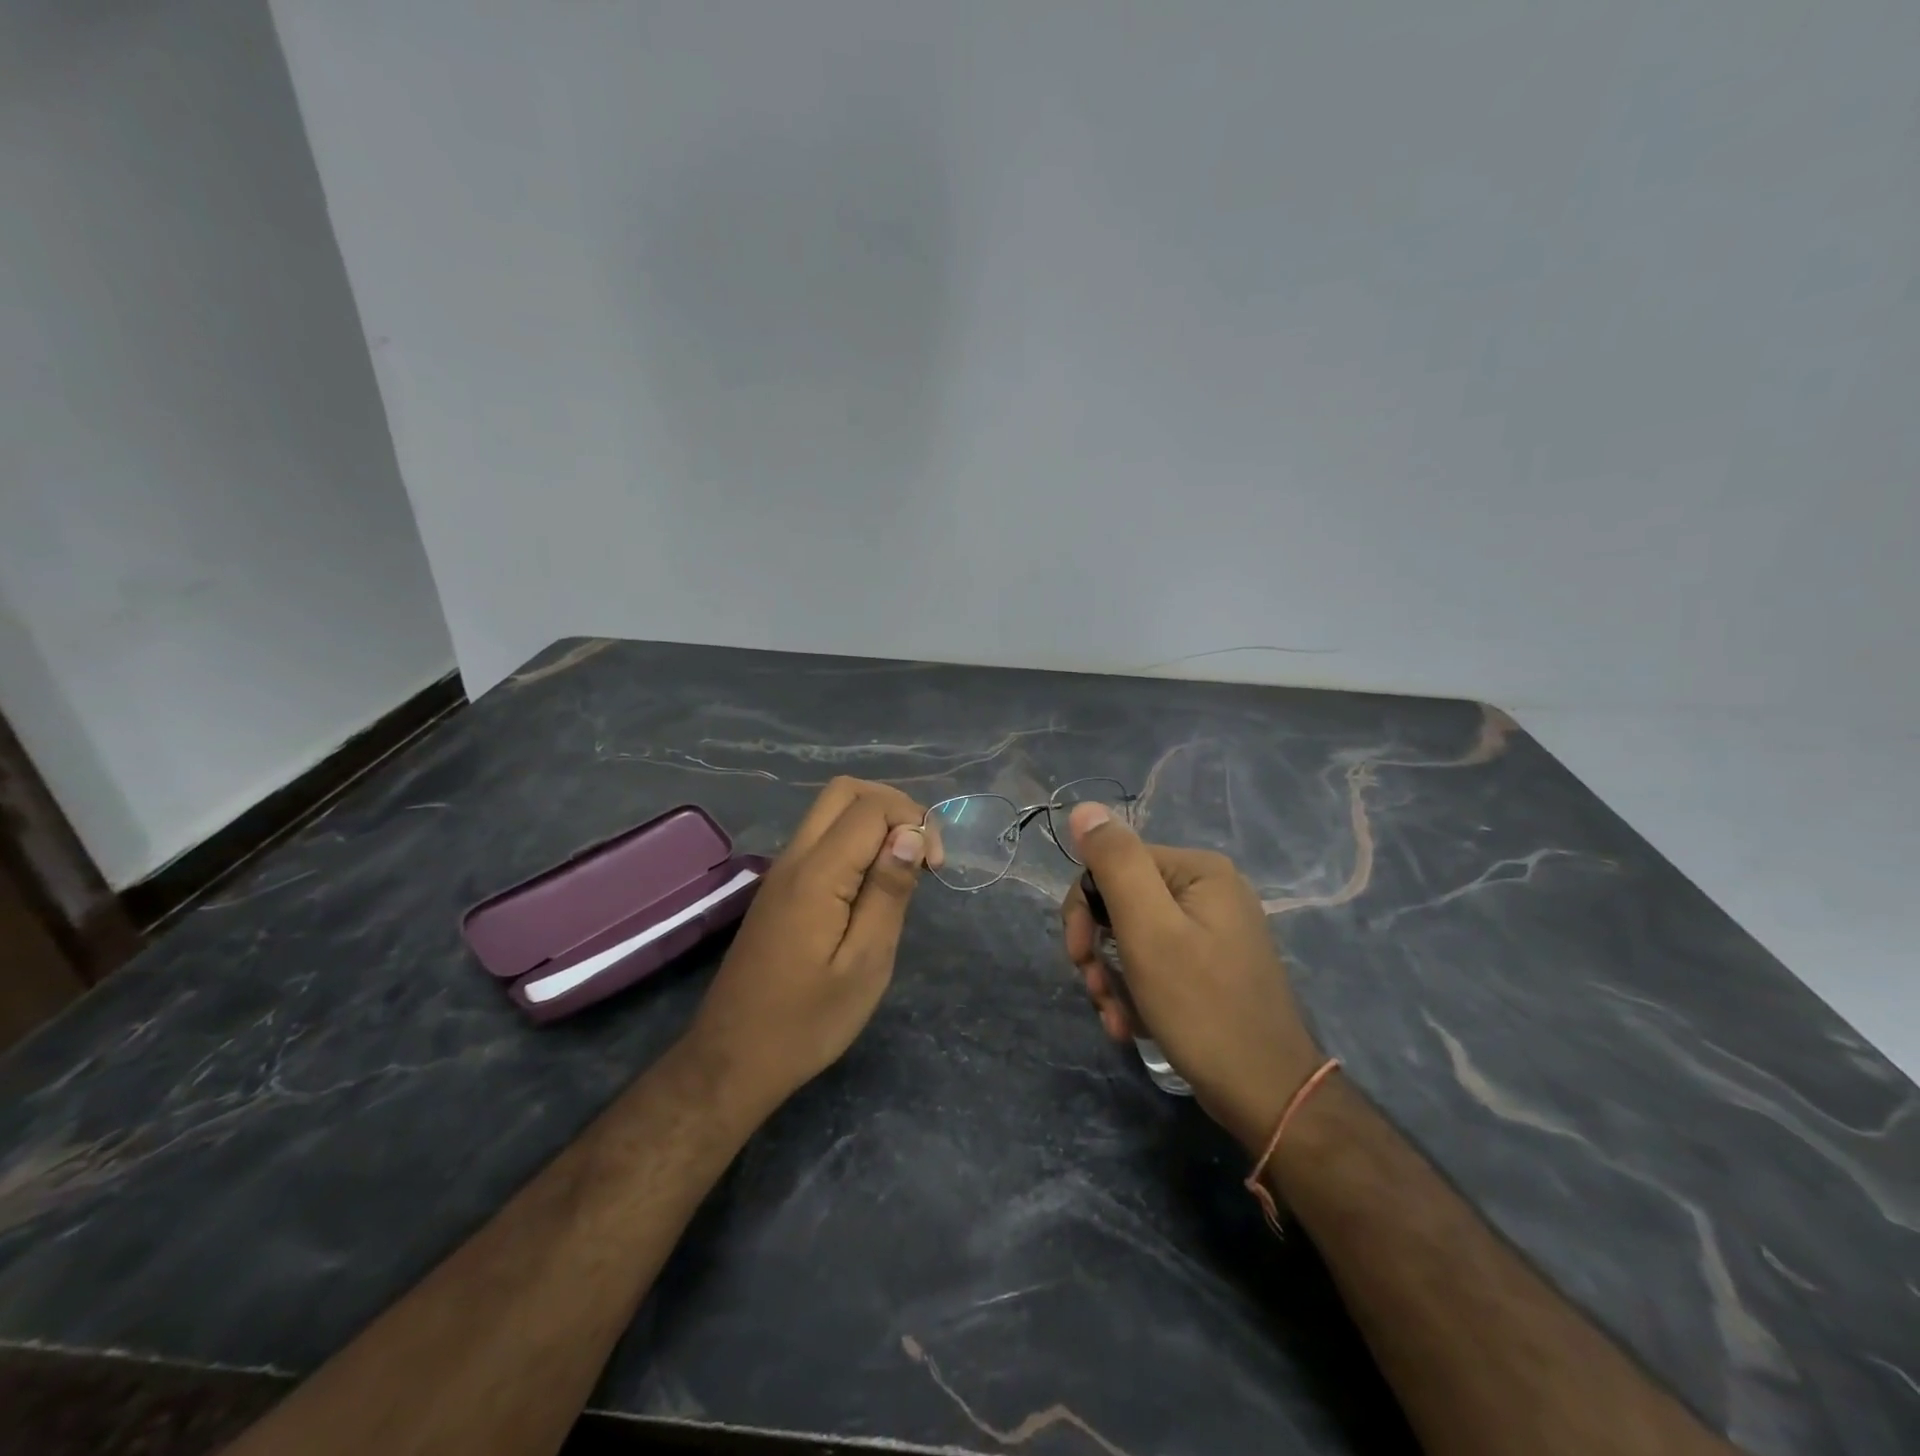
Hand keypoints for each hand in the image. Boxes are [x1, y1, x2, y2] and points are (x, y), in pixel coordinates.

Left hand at [688, 778, 927, 1107]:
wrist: (734, 1059)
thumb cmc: (808, 1021)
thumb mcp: (866, 963)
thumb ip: (888, 892)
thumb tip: (910, 835)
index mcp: (817, 874)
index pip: (871, 807)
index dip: (914, 821)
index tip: (936, 867)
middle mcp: (794, 858)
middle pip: (844, 791)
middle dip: (893, 805)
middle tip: (920, 851)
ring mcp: (782, 871)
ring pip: (830, 811)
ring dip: (874, 821)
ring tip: (903, 868)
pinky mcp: (780, 889)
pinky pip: (821, 838)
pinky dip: (855, 840)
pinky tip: (873, 883)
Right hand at [1061, 803, 1321, 1152]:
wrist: (1266, 1096)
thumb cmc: (1202, 1008)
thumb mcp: (1149, 930)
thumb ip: (1116, 863)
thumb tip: (1083, 809)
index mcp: (1198, 870)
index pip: (1113, 865)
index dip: (1084, 910)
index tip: (1078, 957)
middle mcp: (1207, 890)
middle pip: (1121, 902)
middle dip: (1097, 949)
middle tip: (1094, 991)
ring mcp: (1212, 930)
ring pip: (1132, 938)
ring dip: (1112, 978)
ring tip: (1115, 1019)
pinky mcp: (1210, 966)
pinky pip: (1155, 963)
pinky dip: (1135, 992)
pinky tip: (1131, 1025)